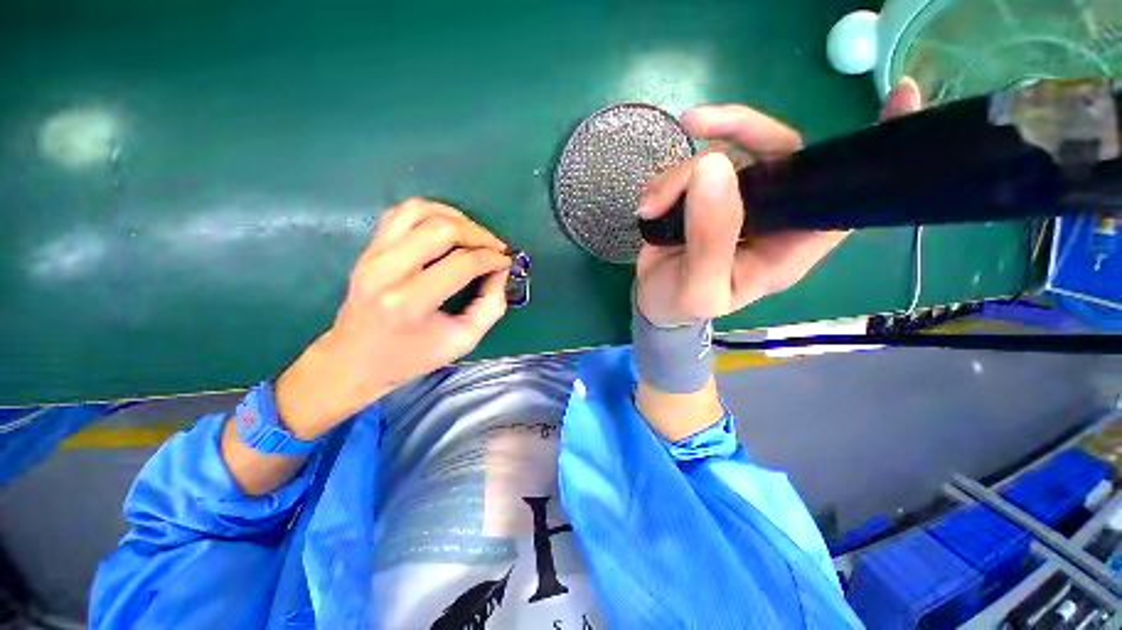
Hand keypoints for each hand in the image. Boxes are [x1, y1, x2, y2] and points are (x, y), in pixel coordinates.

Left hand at [274, 198, 511, 439]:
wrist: (354, 362)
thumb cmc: (412, 357)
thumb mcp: (464, 340)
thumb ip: (491, 305)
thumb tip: (501, 270)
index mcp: (410, 303)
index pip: (462, 263)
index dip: (492, 258)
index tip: (506, 262)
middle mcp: (386, 271)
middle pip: (442, 229)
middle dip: (478, 234)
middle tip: (495, 248)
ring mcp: (372, 255)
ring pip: (420, 210)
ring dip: (456, 217)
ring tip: (474, 235)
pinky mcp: (368, 249)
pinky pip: (402, 212)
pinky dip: (431, 213)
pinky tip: (448, 228)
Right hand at [635, 78, 922, 325]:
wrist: (651, 302)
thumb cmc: (680, 306)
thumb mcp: (697, 288)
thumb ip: (711, 239)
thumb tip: (714, 166)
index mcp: (786, 249)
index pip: (841, 201)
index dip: (867, 154)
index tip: (899, 97)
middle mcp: (772, 218)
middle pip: (781, 154)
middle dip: (739, 130)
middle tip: (697, 124)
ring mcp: (738, 202)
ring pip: (727, 155)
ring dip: (682, 171)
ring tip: (652, 205)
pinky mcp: (706, 196)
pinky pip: (695, 166)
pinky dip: (668, 178)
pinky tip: (649, 204)